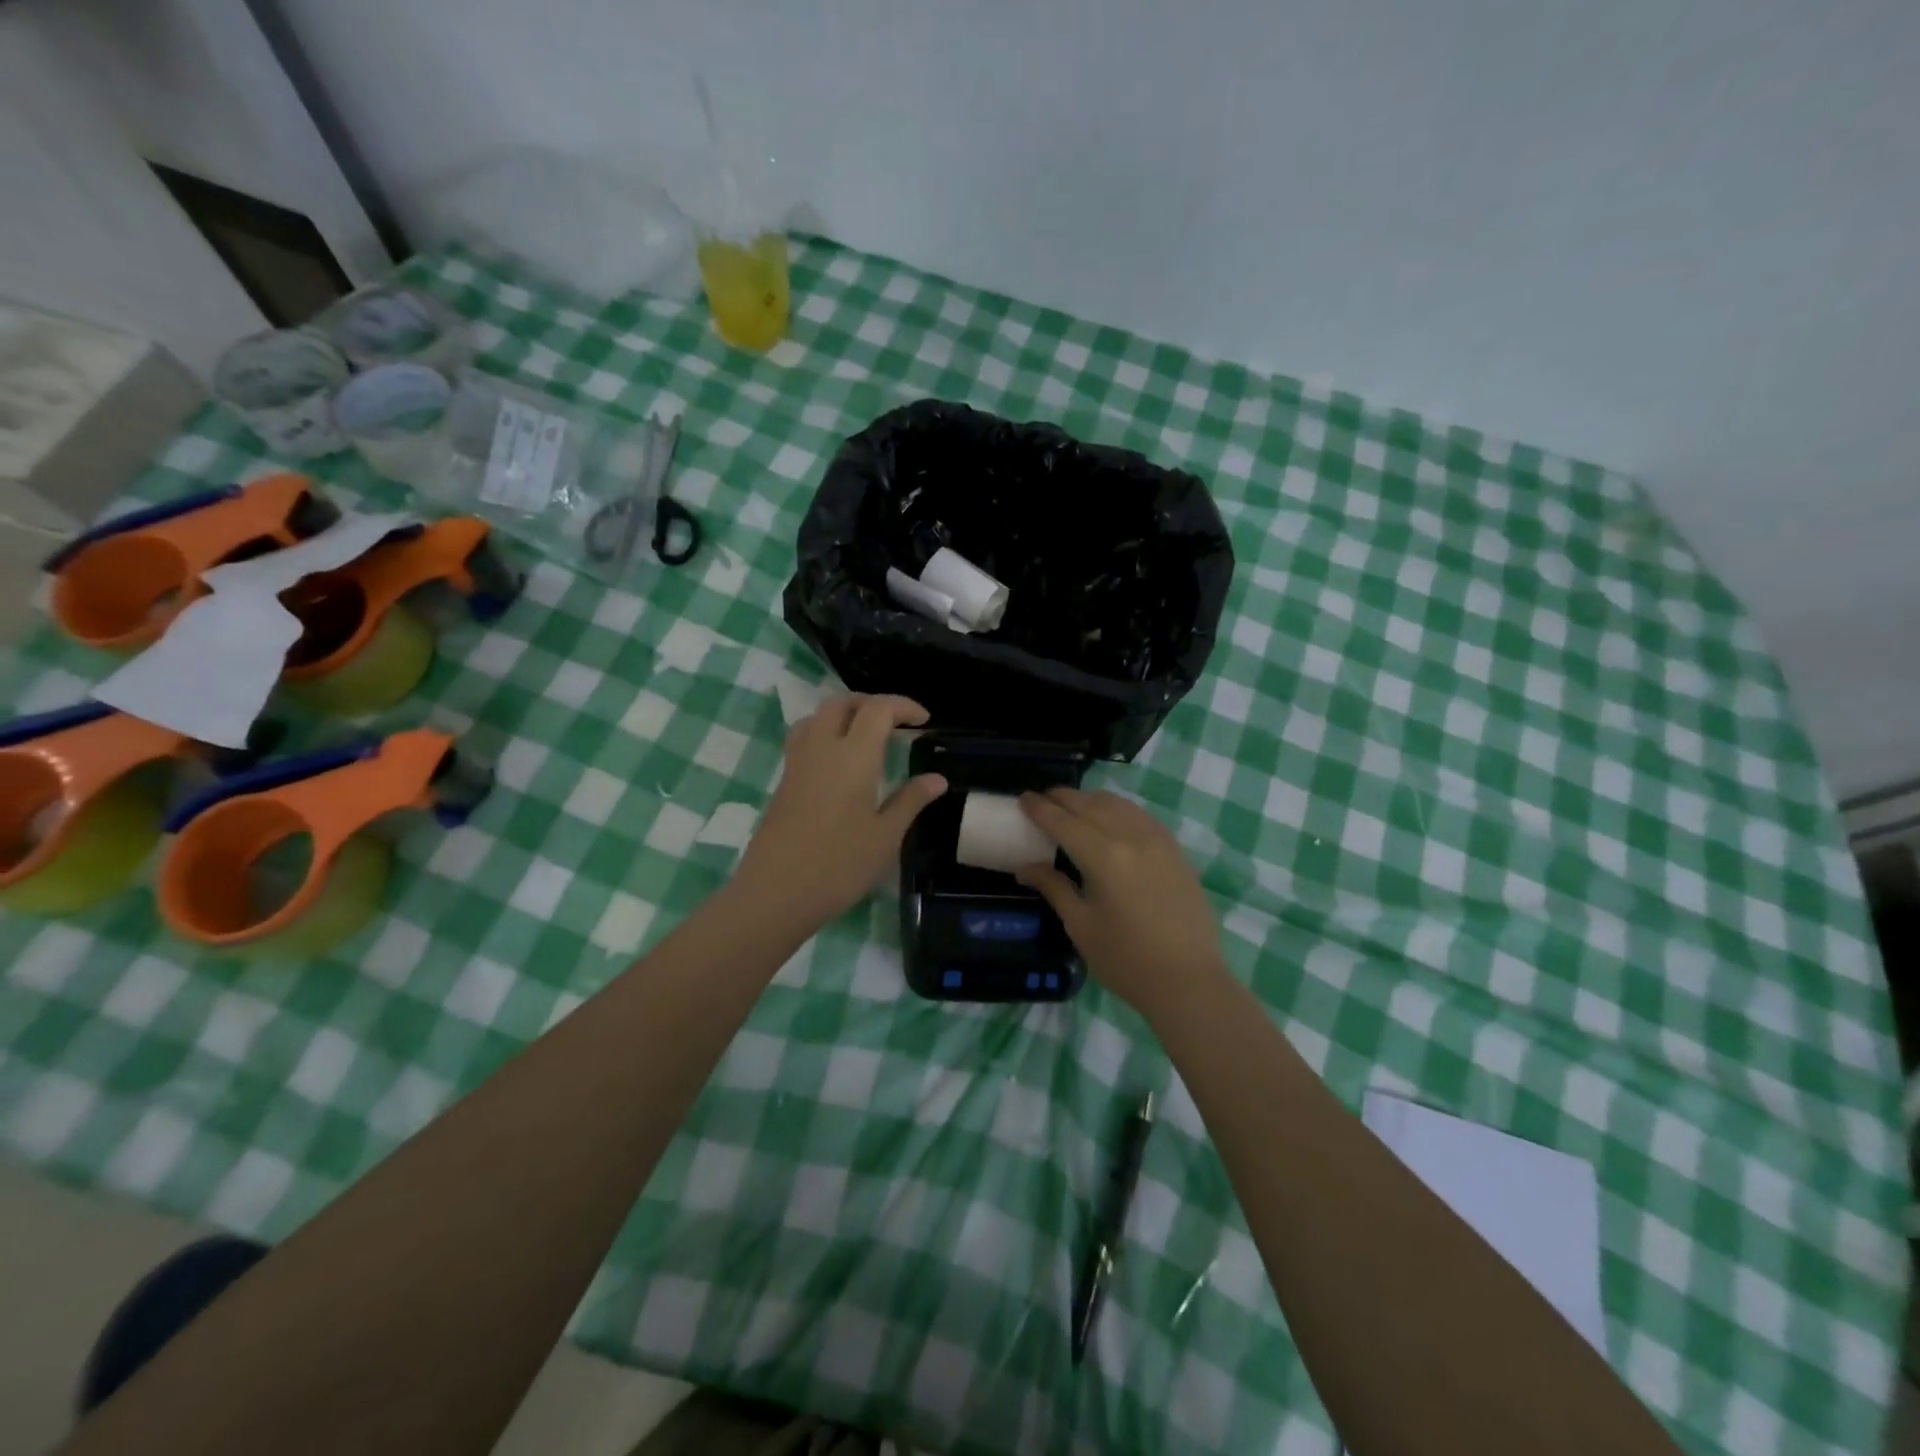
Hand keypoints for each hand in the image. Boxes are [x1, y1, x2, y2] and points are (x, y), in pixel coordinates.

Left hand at [734, 695, 946, 925]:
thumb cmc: (839, 866)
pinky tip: (839, 764)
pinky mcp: (783, 781)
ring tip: (865, 736)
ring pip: (817, 716)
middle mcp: (822, 748)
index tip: (924, 721)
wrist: (776, 893)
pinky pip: (804, 738)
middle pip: (842, 703)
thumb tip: (937, 778)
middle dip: (871, 703)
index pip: (878, 709)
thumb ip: (911, 801)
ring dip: (844, 714)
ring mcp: (797, 763)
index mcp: (853, 757)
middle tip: (895, 723)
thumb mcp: (886, 837)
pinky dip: (825, 733)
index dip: (903, 706)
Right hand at [1016, 788, 1225, 1016]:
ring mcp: (1158, 840)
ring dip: (1090, 800)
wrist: (1188, 980)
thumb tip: (1024, 868)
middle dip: (1063, 798)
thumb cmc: (1126, 960)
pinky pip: (1140, 815)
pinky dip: (1118, 809)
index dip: (1040, 808)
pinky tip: (1110, 819)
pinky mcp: (1175, 849)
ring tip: (1073, 806)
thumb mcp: (1081, 925)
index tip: (1023, 798)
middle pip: (1090, 804)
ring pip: (1118, 804)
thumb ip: (1054, 888)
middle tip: (1043, 800)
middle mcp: (1130, 837)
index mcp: (1103, 856)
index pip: (1063, 821)